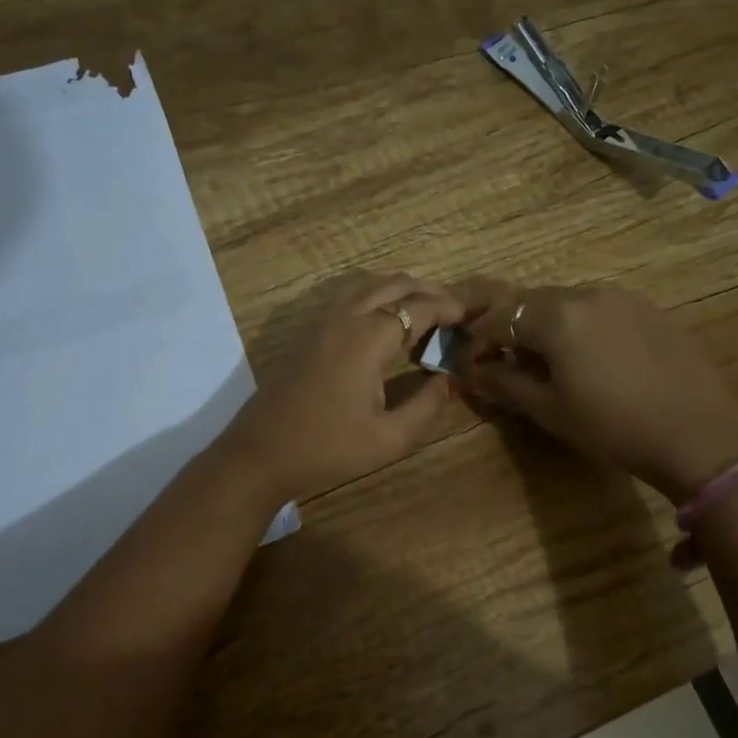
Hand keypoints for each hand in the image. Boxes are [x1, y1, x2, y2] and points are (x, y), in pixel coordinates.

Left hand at [225, 275, 464, 499]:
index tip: (478, 310)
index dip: (452, 306)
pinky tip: (385, 322)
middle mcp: (345, 317)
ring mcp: (321, 321)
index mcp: (368, 338)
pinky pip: (349, 297)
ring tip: (426, 311)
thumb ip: (427, 405)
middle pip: (395, 284)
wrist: (260, 453)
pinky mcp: (307, 332)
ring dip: (402, 290)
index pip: (420, 307)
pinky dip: (376, 297)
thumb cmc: (327, 449)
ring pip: (369, 285)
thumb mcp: (389, 439)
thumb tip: (450, 379)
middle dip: (431, 291)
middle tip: (457, 310)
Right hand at [463, 284, 737, 500]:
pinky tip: (593, 359)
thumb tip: (472, 372)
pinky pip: (600, 309)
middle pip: (532, 302)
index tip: (474, 367)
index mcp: (557, 316)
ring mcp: (624, 298)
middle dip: (511, 329)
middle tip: (507, 364)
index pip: (499, 318)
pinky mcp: (650, 309)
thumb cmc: (613, 428)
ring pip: (567, 303)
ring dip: (547, 325)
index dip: (479, 342)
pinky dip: (581, 326)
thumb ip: (505, 383)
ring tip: (550, 362)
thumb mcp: (550, 410)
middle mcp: (588, 293)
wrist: (698, 436)